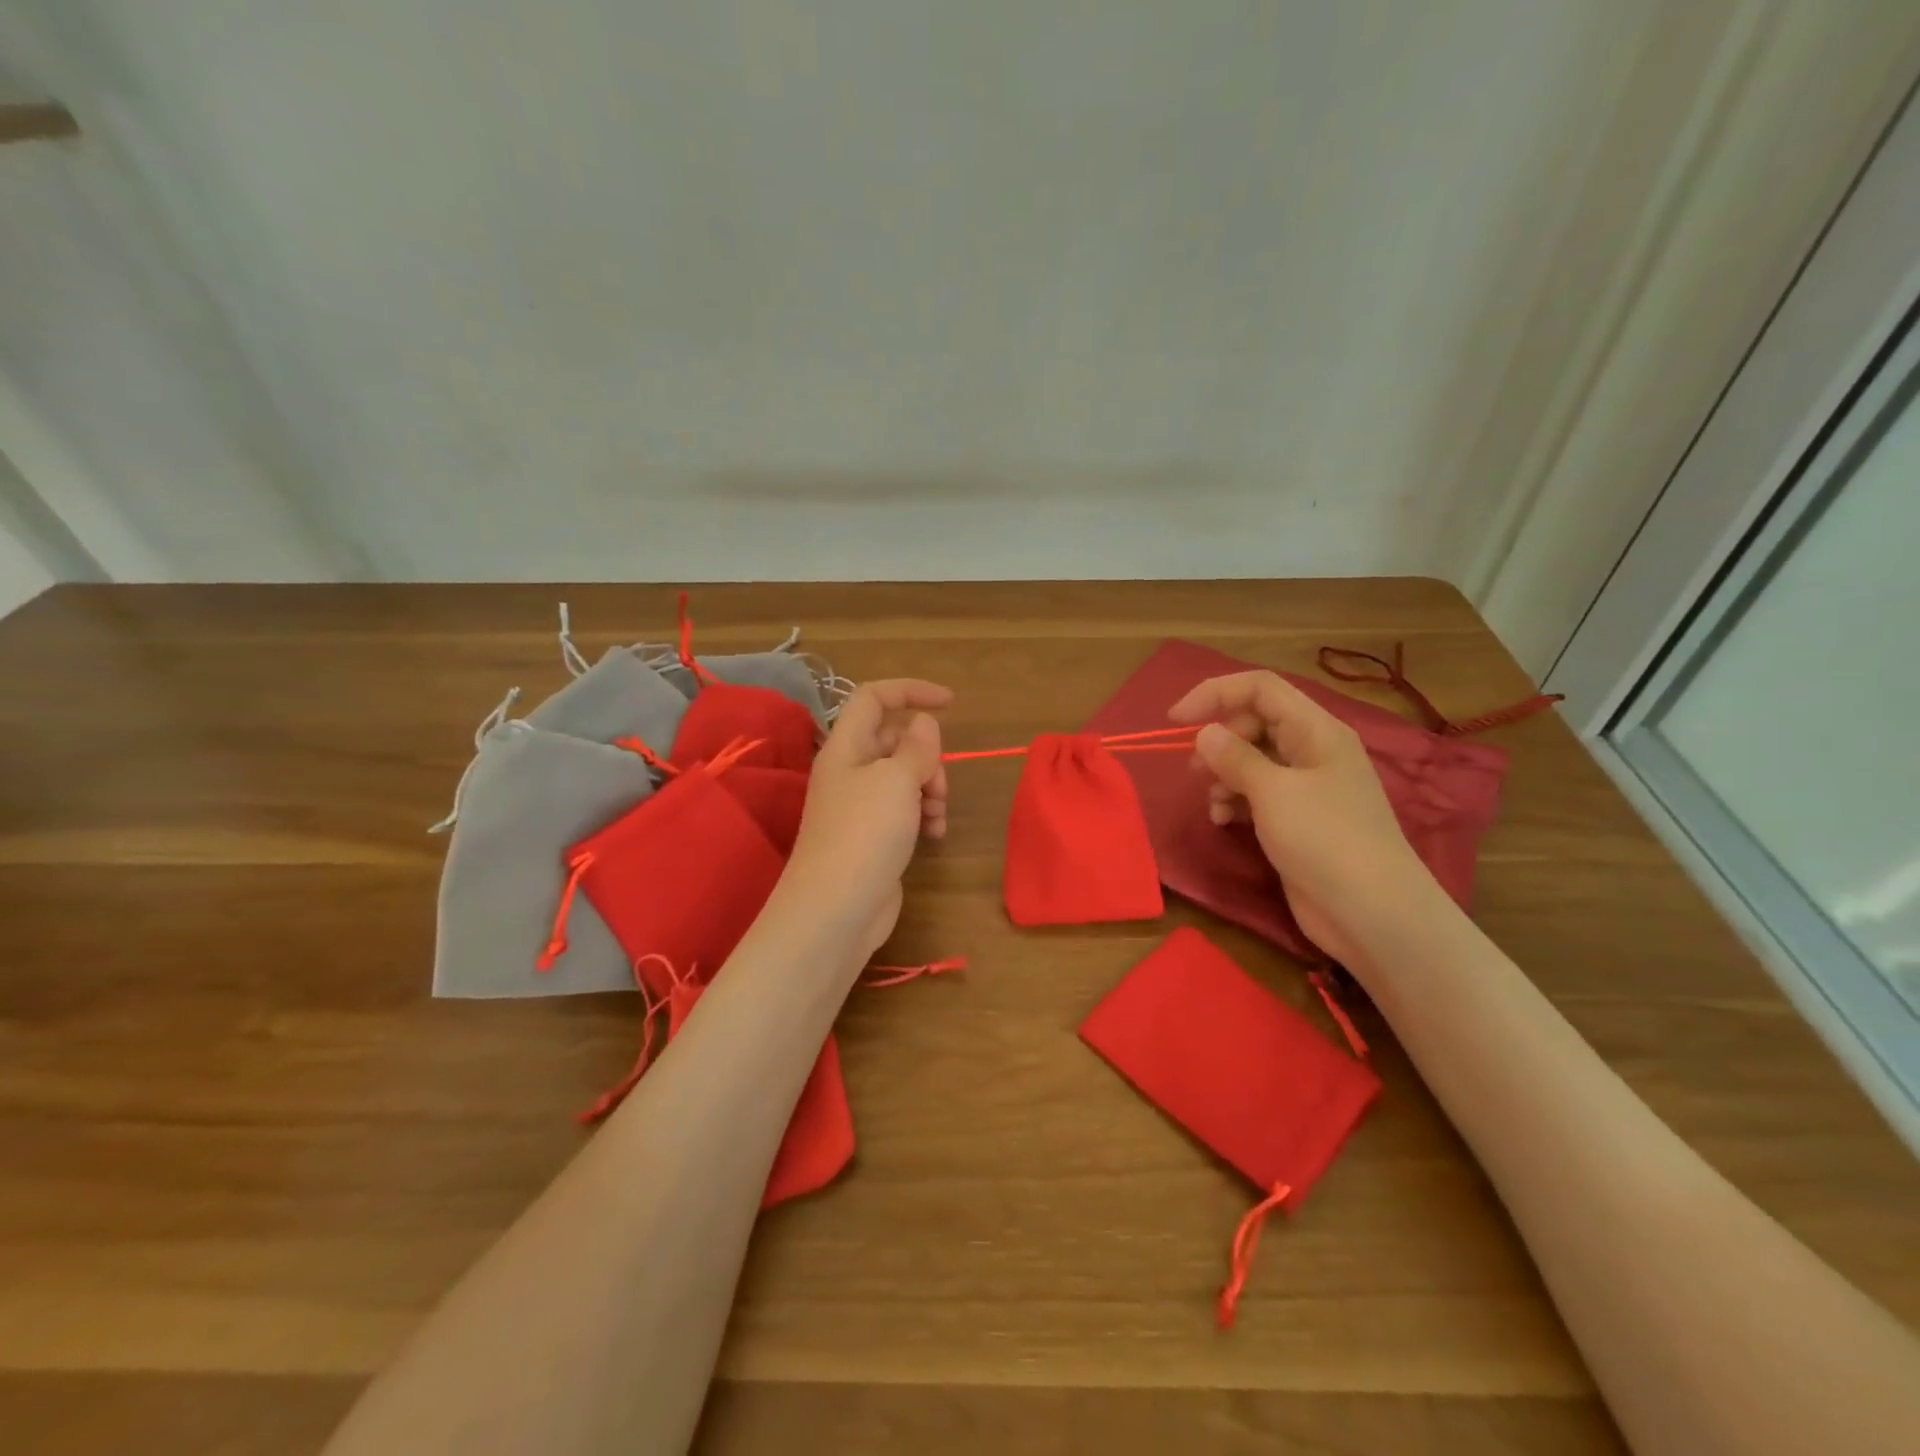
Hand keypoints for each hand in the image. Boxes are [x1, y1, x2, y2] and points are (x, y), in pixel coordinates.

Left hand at [785, 679, 951, 959]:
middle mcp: (850, 771)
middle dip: (927, 755)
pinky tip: (933, 835)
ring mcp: (860, 805)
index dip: (911, 691)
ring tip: (936, 816)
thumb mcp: (896, 779)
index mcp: (846, 747)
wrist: (837, 909)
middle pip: (895, 740)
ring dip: (929, 788)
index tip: (950, 703)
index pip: (874, 698)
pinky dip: (922, 814)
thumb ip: (917, 747)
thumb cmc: (865, 833)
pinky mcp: (872, 835)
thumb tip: (923, 723)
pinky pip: (904, 808)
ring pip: (904, 776)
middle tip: (936, 785)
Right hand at [1169, 670, 1428, 966]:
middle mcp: (1312, 750)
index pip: (1260, 688)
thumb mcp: (1274, 792)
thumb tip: (1205, 733)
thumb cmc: (1325, 840)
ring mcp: (1306, 787)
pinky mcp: (1297, 819)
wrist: (1373, 914)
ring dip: (1224, 775)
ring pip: (1252, 760)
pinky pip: (1257, 793)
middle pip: (1254, 722)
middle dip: (1219, 740)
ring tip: (1215, 803)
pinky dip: (1235, 801)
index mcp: (1316, 730)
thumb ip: (1235, 757)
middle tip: (1194, 768)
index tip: (1175, 719)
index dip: (1215, 693)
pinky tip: (1224, 820)